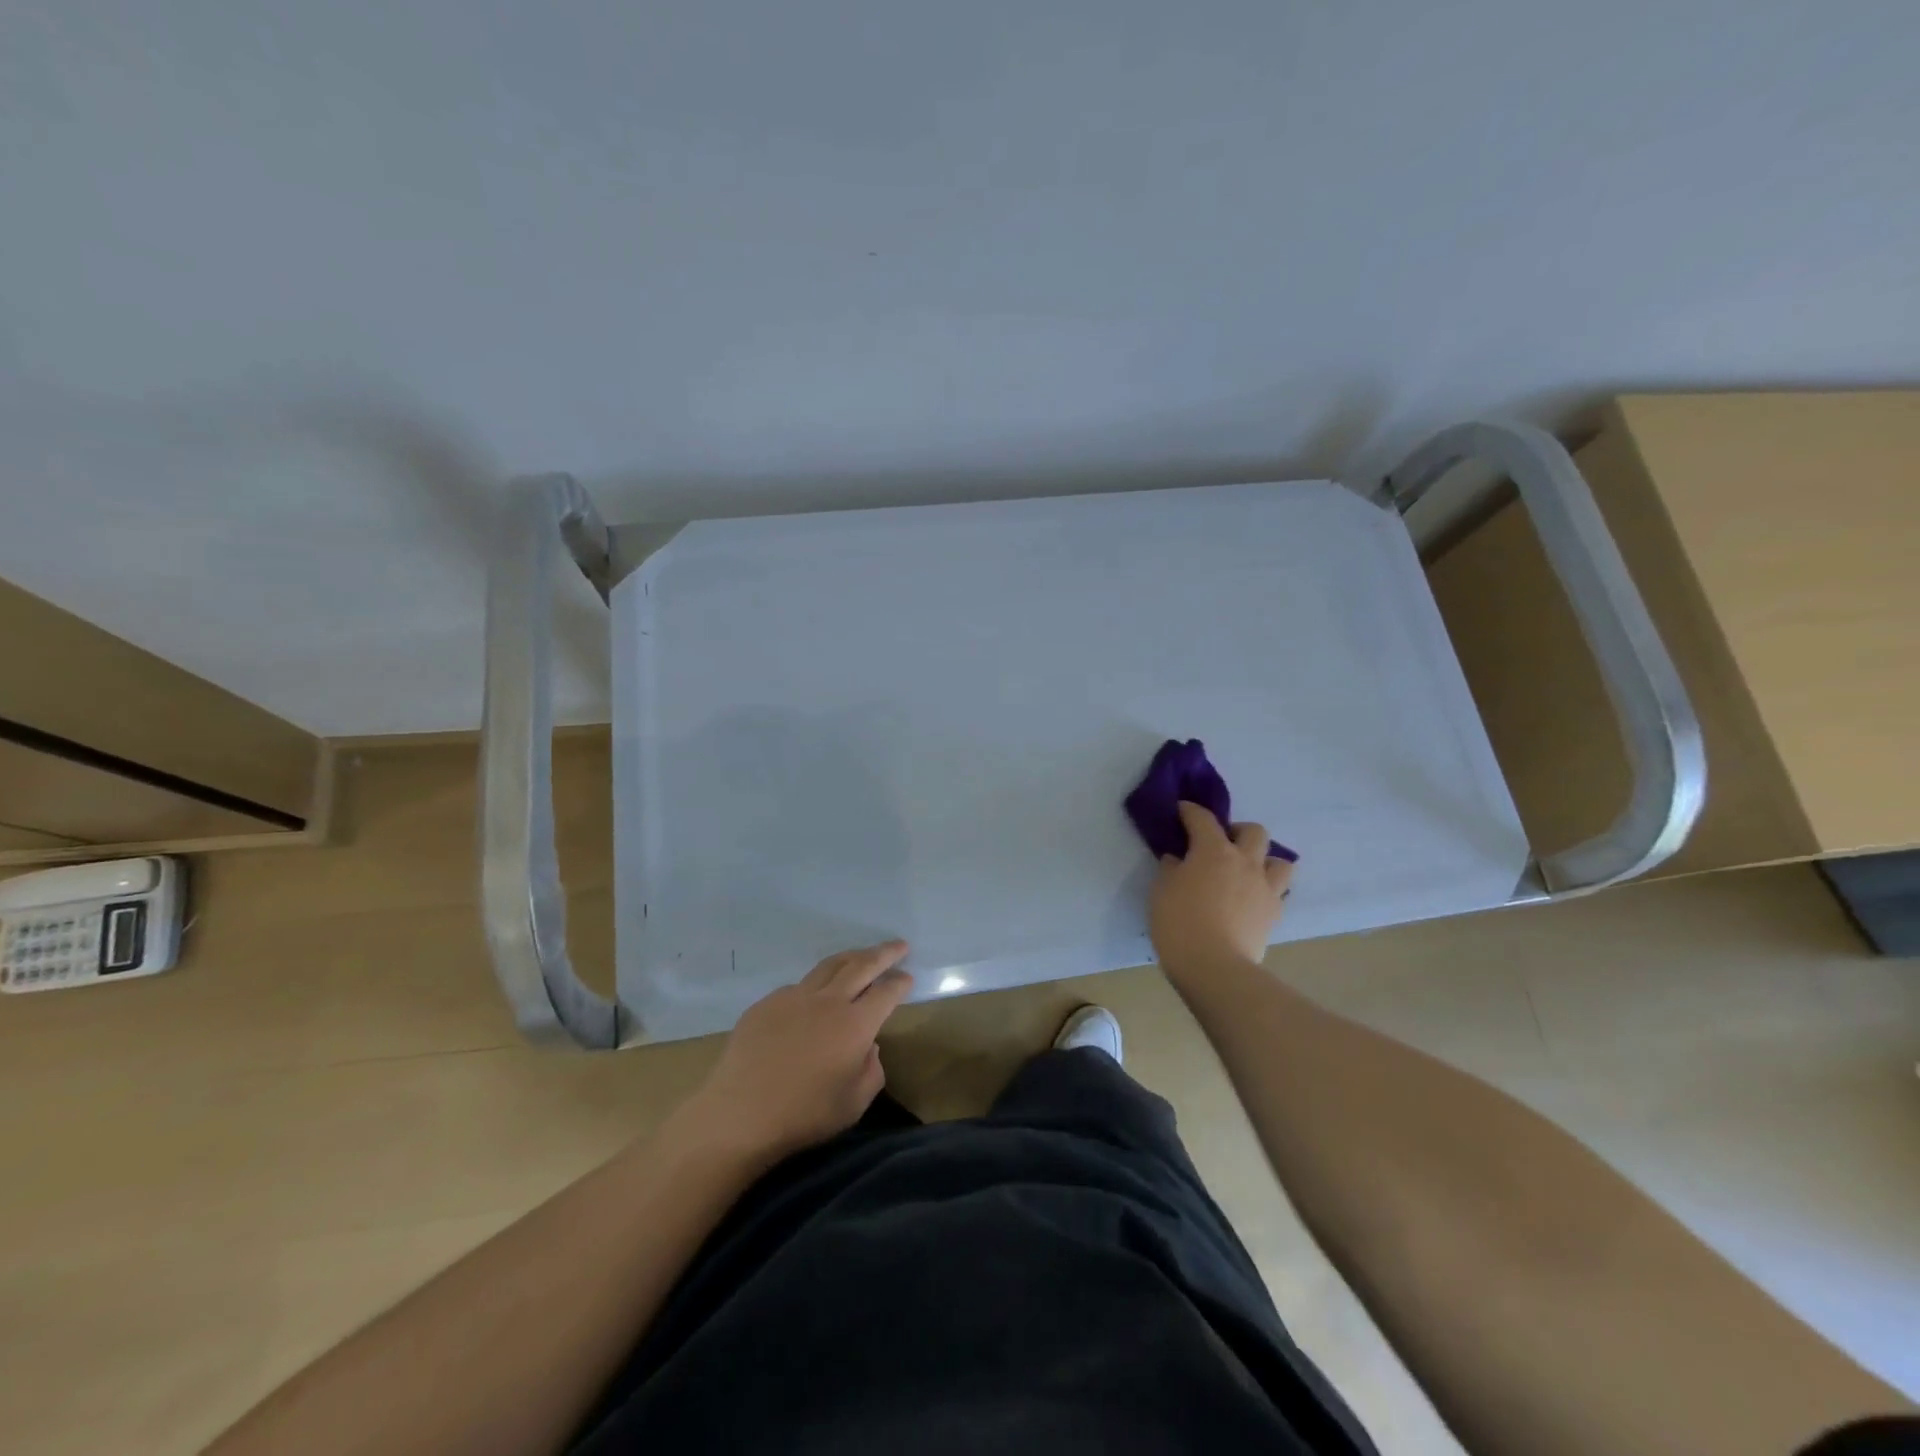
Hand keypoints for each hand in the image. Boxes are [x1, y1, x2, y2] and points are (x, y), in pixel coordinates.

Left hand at [673, 941, 913, 1164]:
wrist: (739, 1114)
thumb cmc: (803, 1115)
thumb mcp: (854, 1104)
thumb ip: (871, 1070)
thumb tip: (868, 1047)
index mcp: (855, 1024)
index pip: (886, 992)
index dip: (899, 983)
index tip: (907, 977)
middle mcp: (828, 1001)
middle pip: (861, 965)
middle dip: (884, 953)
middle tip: (899, 946)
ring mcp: (794, 997)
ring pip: (829, 966)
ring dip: (851, 957)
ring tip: (862, 956)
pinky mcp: (767, 1003)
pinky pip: (798, 986)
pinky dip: (816, 985)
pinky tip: (814, 998)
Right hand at [1149, 802, 1291, 976]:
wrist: (1214, 967)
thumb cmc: (1179, 923)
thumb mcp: (1161, 891)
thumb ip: (1171, 869)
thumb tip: (1178, 861)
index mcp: (1213, 850)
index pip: (1202, 818)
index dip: (1190, 811)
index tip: (1181, 810)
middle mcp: (1245, 862)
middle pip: (1254, 831)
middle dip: (1237, 831)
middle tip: (1221, 844)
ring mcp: (1265, 888)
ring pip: (1279, 861)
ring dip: (1263, 860)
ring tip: (1246, 871)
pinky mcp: (1274, 914)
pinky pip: (1278, 892)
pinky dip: (1265, 889)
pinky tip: (1251, 899)